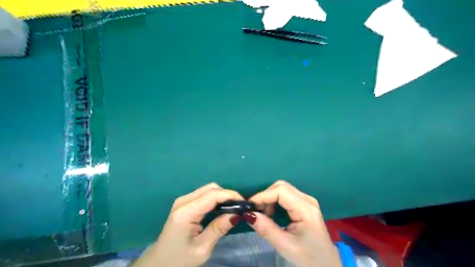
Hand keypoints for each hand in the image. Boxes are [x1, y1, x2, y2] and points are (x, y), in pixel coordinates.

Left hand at [132, 182, 242, 266]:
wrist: (158, 264)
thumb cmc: (179, 260)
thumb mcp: (202, 249)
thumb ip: (219, 228)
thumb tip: (237, 214)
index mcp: (185, 212)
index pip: (212, 195)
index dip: (230, 195)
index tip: (244, 203)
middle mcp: (183, 201)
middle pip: (211, 188)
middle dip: (227, 194)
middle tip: (240, 207)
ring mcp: (183, 201)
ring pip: (208, 189)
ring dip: (222, 196)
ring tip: (233, 208)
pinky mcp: (184, 203)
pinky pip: (204, 195)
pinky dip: (215, 199)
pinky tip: (222, 208)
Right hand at [247, 180, 343, 265]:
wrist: (327, 265)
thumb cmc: (309, 258)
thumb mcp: (286, 246)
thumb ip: (267, 229)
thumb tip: (248, 215)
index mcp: (306, 209)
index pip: (281, 191)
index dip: (263, 195)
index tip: (249, 206)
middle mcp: (307, 200)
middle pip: (281, 186)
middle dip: (266, 196)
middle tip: (256, 211)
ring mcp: (307, 201)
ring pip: (283, 189)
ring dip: (269, 198)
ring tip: (263, 214)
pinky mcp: (304, 204)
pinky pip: (286, 195)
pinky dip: (275, 201)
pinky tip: (271, 213)